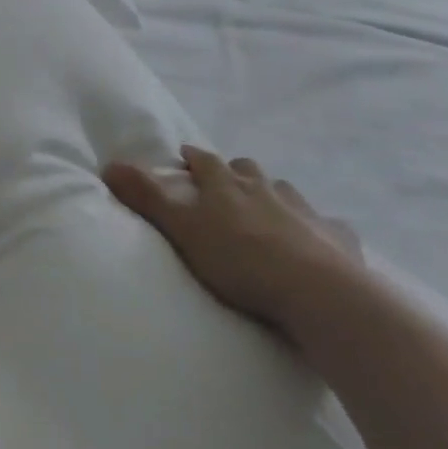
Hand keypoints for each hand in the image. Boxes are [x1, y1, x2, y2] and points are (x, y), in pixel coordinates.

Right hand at [104, 147, 361, 340]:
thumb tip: (108, 165)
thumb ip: (147, 198)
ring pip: (286, 191)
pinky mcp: (339, 238)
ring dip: (273, 195)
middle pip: (247, 170)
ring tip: (266, 210)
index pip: (204, 161)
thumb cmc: (240, 259)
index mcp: (227, 184)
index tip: (184, 156)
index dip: (193, 157)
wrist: (319, 292)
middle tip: (225, 184)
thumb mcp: (183, 229)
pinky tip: (317, 240)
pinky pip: (328, 225)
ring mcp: (305, 211)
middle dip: (234, 172)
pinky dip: (318, 228)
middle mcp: (266, 188)